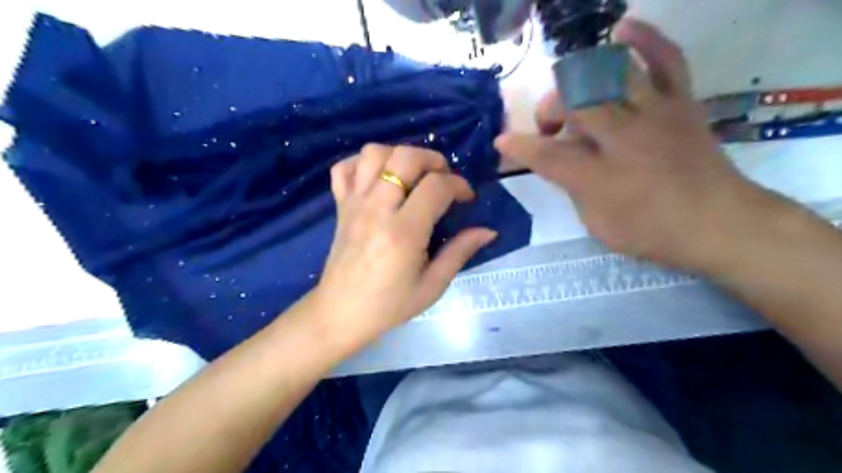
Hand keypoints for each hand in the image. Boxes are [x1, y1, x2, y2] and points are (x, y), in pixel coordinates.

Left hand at [316, 144, 498, 354]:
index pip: (436, 186)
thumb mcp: (432, 286)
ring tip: (412, 175)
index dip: (458, 185)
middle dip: (432, 159)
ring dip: (399, 155)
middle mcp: (377, 209)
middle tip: (443, 179)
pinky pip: (343, 168)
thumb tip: (488, 230)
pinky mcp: (340, 206)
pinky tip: (378, 178)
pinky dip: (361, 163)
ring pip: (373, 154)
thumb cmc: (389, 305)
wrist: (340, 313)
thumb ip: (460, 252)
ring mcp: (354, 204)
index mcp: (404, 232)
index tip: (466, 198)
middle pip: (405, 157)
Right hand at [499, 19, 768, 270]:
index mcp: (597, 178)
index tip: (501, 142)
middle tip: (548, 129)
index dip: (517, 147)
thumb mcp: (597, 224)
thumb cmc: (652, 232)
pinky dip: (643, 39)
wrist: (721, 224)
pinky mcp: (679, 103)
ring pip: (608, 77)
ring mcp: (653, 114)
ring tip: (572, 95)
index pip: (545, 155)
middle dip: (549, 111)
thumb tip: (562, 164)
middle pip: (573, 105)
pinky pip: (665, 58)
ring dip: (579, 83)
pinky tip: (621, 31)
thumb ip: (573, 188)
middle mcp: (622, 138)